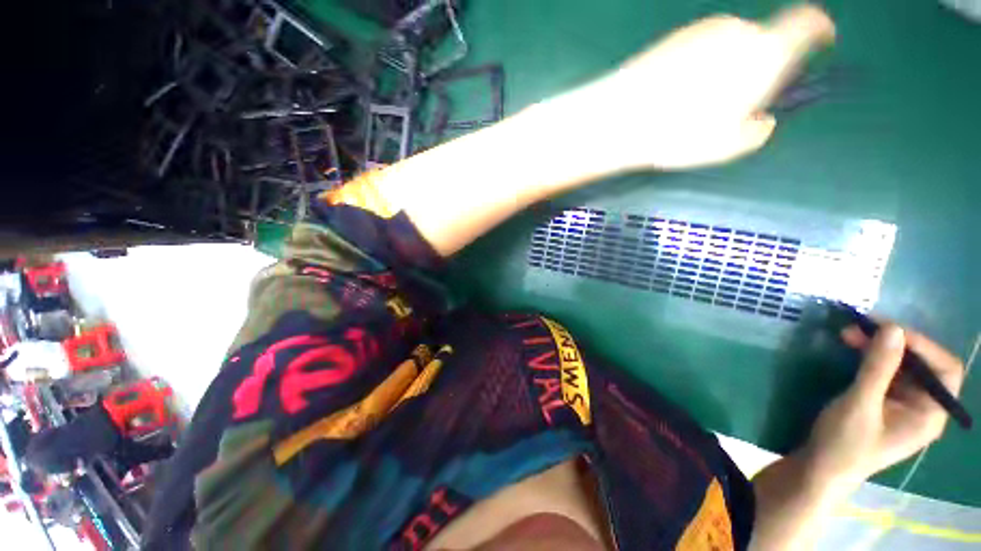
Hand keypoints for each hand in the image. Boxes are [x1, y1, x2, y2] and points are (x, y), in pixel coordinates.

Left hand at [577, 4, 834, 169]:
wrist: (619, 118)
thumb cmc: (679, 134)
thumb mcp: (729, 145)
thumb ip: (757, 130)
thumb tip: (761, 119)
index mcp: (765, 51)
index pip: (807, 23)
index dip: (819, 29)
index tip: (822, 40)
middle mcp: (737, 30)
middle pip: (761, 41)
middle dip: (756, 68)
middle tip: (732, 104)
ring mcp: (702, 29)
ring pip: (727, 47)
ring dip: (722, 70)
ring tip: (691, 108)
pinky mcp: (672, 37)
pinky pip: (698, 50)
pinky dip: (696, 68)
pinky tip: (672, 95)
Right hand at [802, 324, 965, 486]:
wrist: (820, 468)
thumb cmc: (844, 443)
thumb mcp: (860, 404)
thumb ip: (878, 368)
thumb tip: (892, 328)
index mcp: (929, 414)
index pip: (944, 370)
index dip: (923, 346)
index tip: (889, 330)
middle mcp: (922, 407)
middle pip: (921, 365)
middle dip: (893, 343)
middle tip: (860, 327)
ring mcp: (902, 405)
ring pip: (901, 366)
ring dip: (878, 347)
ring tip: (849, 334)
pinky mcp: (883, 403)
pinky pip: (885, 373)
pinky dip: (870, 358)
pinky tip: (852, 350)